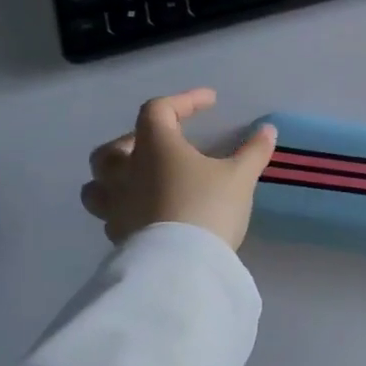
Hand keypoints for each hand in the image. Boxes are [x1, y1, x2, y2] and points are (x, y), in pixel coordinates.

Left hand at [81, 89, 277, 249]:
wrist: (181, 264)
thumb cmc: (208, 207)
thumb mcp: (240, 177)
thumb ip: (253, 152)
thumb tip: (267, 130)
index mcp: (155, 147)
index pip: (159, 110)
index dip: (184, 101)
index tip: (210, 102)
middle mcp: (126, 171)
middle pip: (113, 147)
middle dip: (135, 140)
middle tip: (162, 146)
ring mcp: (116, 205)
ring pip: (98, 183)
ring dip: (115, 176)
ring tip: (139, 180)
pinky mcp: (117, 235)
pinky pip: (110, 214)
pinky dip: (124, 207)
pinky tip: (145, 213)